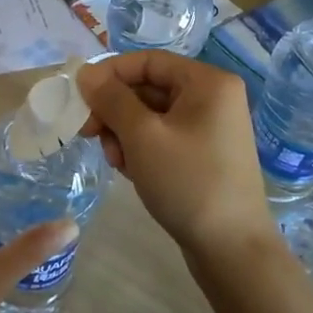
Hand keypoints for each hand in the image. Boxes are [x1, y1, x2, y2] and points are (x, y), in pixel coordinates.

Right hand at [77, 52, 277, 274]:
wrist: (232, 251)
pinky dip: (141, 148)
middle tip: (90, 134)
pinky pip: (163, 136)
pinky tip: (131, 172)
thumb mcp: (142, 136)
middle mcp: (213, 97)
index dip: (109, 74)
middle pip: (148, 87)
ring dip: (124, 133)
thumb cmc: (188, 183)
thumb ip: (111, 99)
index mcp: (207, 82)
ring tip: (116, 161)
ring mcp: (210, 127)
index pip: (147, 61)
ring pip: (151, 114)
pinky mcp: (204, 154)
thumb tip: (85, 73)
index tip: (80, 98)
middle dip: (115, 110)